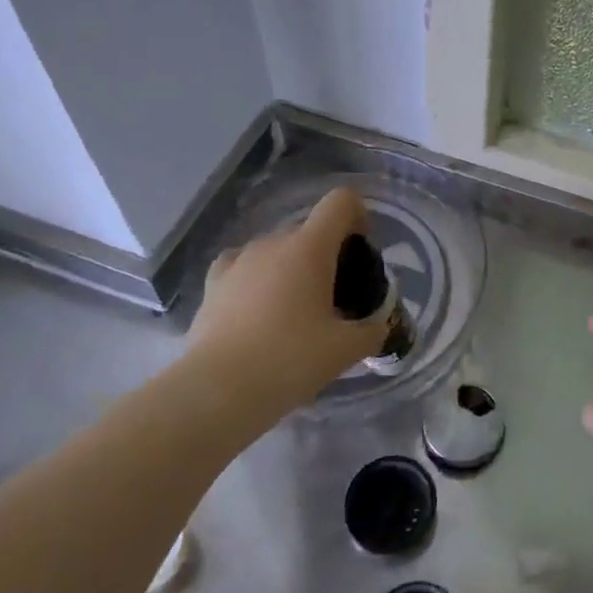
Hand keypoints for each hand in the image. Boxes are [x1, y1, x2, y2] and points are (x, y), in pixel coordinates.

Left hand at [182, 187, 389, 423]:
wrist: (218, 390)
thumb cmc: (290, 360)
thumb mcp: (346, 350)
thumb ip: (372, 331)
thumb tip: (379, 326)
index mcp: (310, 247)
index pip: (341, 201)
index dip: (359, 216)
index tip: (361, 252)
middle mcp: (273, 241)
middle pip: (311, 229)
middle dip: (327, 253)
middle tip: (335, 297)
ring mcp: (239, 260)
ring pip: (277, 249)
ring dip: (292, 268)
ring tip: (294, 312)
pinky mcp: (213, 283)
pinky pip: (244, 265)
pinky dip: (257, 278)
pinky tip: (258, 308)